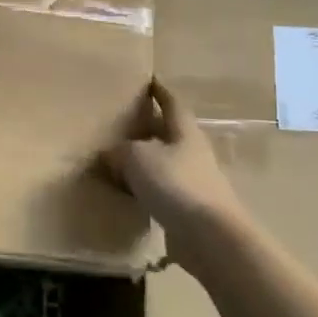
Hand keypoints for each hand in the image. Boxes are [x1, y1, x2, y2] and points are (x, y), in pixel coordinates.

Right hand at [107, 79, 248, 231]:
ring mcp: (193, 181)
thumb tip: (108, 154)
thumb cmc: (175, 183)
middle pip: (167, 133)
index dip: (159, 91)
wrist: (209, 236)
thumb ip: (119, 151)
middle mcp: (191, 152)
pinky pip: (161, 190)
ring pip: (163, 162)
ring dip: (144, 160)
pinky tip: (127, 193)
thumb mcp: (136, 157)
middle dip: (147, 127)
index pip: (171, 103)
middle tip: (121, 122)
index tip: (148, 81)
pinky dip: (144, 187)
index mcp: (184, 131)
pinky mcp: (188, 208)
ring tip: (117, 159)